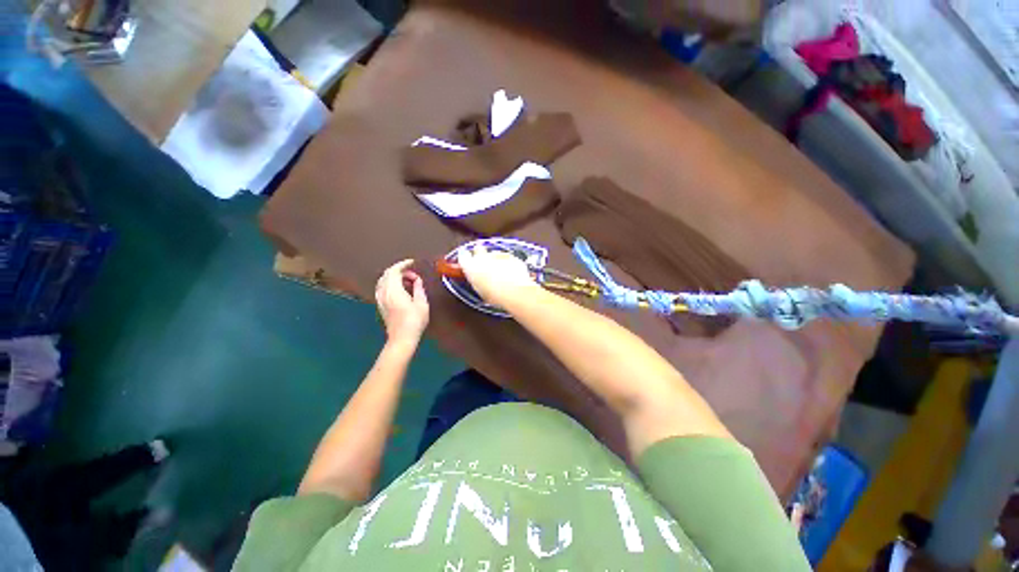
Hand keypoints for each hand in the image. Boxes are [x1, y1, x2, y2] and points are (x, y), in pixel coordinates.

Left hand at [375, 259, 428, 343]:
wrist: (402, 338)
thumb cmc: (414, 321)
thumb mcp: (421, 303)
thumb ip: (418, 289)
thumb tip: (417, 280)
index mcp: (394, 290)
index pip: (394, 271)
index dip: (402, 264)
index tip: (412, 262)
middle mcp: (384, 292)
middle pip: (386, 274)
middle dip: (399, 270)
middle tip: (412, 274)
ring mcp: (380, 299)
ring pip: (383, 281)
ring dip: (393, 277)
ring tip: (407, 281)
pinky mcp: (380, 305)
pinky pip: (382, 288)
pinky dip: (390, 284)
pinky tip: (399, 289)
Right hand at [456, 245, 538, 306]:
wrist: (513, 291)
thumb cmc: (493, 295)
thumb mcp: (479, 290)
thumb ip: (477, 280)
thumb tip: (478, 279)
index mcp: (470, 266)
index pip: (463, 256)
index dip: (467, 258)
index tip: (469, 262)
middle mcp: (482, 257)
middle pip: (478, 249)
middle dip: (481, 254)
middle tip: (484, 264)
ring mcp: (497, 255)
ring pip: (494, 253)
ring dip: (495, 259)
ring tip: (500, 272)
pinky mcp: (510, 256)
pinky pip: (506, 257)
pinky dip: (508, 262)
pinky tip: (511, 272)